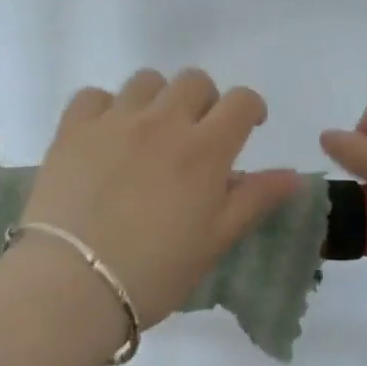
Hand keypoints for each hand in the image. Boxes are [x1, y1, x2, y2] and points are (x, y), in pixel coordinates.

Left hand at [20, 69, 301, 327]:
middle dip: (204, 100)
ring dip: (157, 98)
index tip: (248, 126)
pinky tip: (105, 135)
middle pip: (194, 80)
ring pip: (146, 80)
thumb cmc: (154, 272)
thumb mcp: (214, 241)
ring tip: (149, 132)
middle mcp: (162, 121)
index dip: (251, 108)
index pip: (241, 101)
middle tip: (196, 134)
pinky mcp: (73, 128)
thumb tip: (294, 175)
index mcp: (204, 149)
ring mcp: (114, 120)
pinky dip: (105, 107)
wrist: (71, 284)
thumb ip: (254, 200)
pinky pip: (94, 95)